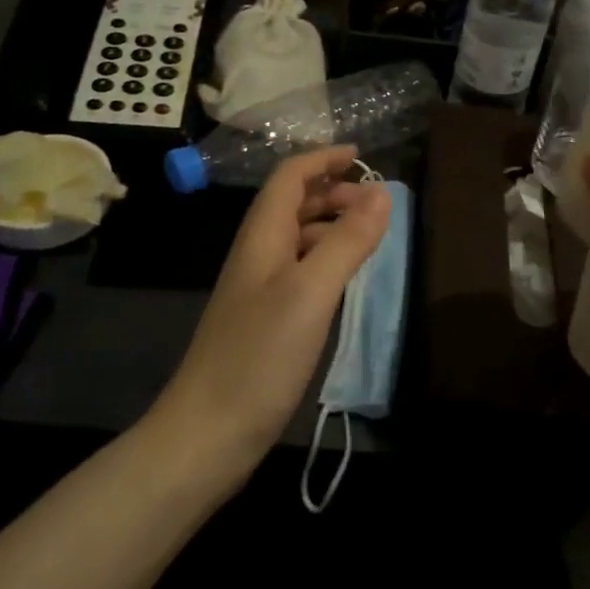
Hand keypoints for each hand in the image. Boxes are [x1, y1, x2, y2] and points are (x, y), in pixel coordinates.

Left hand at [153, 145, 390, 468]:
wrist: (207, 434)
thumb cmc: (259, 357)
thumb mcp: (311, 293)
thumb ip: (347, 240)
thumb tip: (381, 192)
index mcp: (262, 237)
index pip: (289, 178)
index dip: (322, 159)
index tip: (361, 154)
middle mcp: (258, 254)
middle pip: (292, 203)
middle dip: (331, 190)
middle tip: (374, 199)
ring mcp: (259, 289)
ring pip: (297, 237)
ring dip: (330, 223)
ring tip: (369, 233)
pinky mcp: (266, 320)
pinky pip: (300, 270)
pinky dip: (326, 258)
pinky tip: (345, 277)